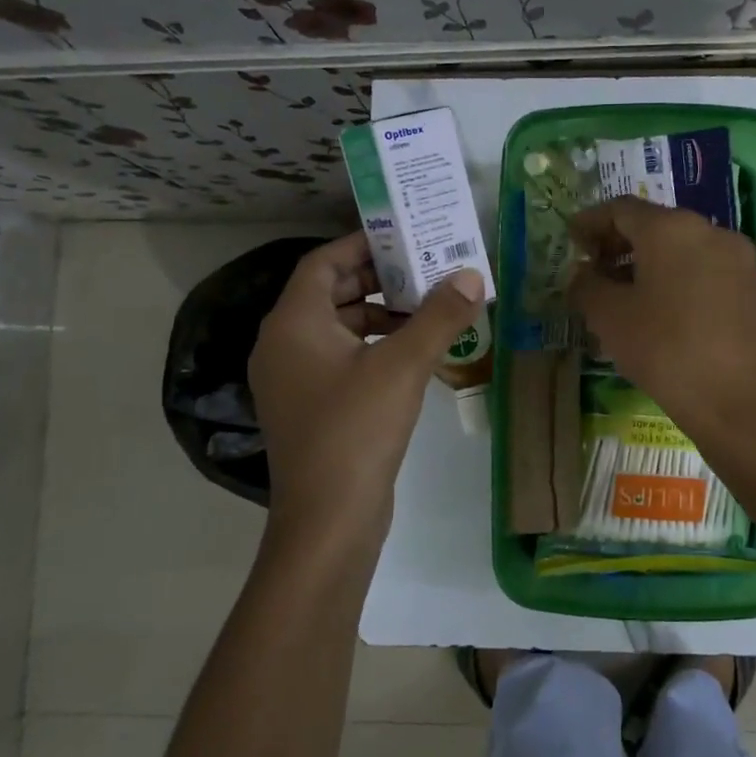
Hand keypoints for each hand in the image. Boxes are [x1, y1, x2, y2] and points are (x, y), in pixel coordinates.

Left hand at [249, 233, 483, 545]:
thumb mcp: (403, 366)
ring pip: (339, 328)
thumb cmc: (357, 430)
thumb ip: (438, 316)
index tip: (407, 237)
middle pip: (331, 292)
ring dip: (381, 315)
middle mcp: (284, 344)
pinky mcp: (312, 407)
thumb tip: (471, 275)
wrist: (328, 519)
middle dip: (380, 279)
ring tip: (430, 311)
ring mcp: (295, 379)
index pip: (324, 262)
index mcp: (293, 323)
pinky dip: (374, 347)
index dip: (363, 245)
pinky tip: (414, 355)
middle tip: (428, 270)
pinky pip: (342, 359)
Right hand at [566, 198, 755, 442]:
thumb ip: (586, 286)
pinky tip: (658, 310)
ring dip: (646, 262)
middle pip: (654, 225)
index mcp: (671, 228)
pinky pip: (702, 269)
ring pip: (680, 248)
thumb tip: (582, 274)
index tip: (571, 241)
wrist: (738, 400)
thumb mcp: (610, 318)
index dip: (590, 222)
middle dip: (619, 243)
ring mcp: (736, 259)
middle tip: (593, 270)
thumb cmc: (665, 350)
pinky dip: (674, 278)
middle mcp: (709, 231)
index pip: (621, 209)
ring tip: (621, 294)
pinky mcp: (751, 288)